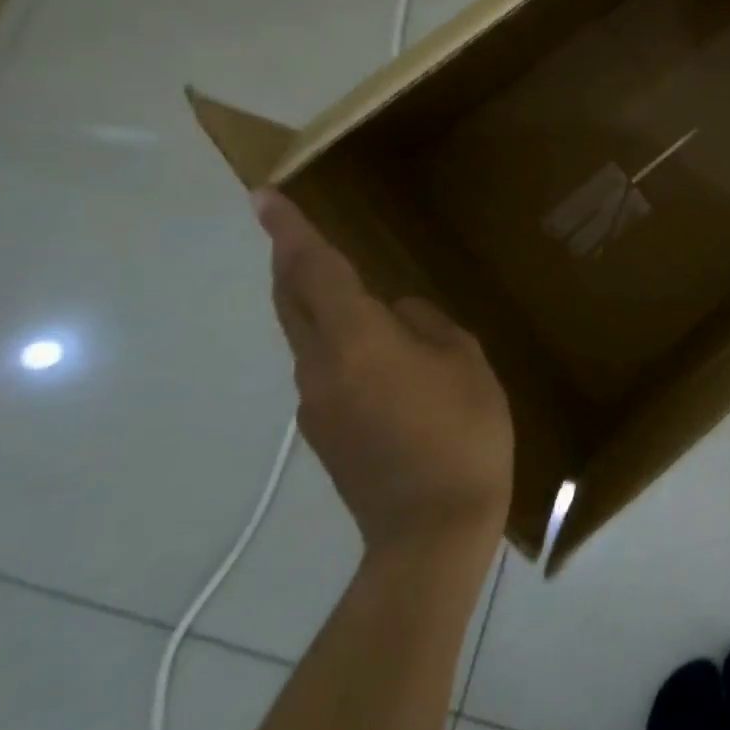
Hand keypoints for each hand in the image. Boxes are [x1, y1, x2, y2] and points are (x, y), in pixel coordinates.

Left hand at [254, 190, 513, 560]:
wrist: (431, 532)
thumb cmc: (462, 434)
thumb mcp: (467, 363)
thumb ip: (430, 325)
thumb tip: (401, 314)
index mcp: (358, 341)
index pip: (314, 273)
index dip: (291, 232)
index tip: (263, 196)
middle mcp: (321, 367)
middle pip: (292, 302)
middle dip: (290, 262)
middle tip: (295, 231)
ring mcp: (316, 405)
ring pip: (307, 336)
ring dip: (318, 305)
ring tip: (356, 292)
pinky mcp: (324, 433)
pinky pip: (325, 368)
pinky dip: (339, 343)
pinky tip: (382, 356)